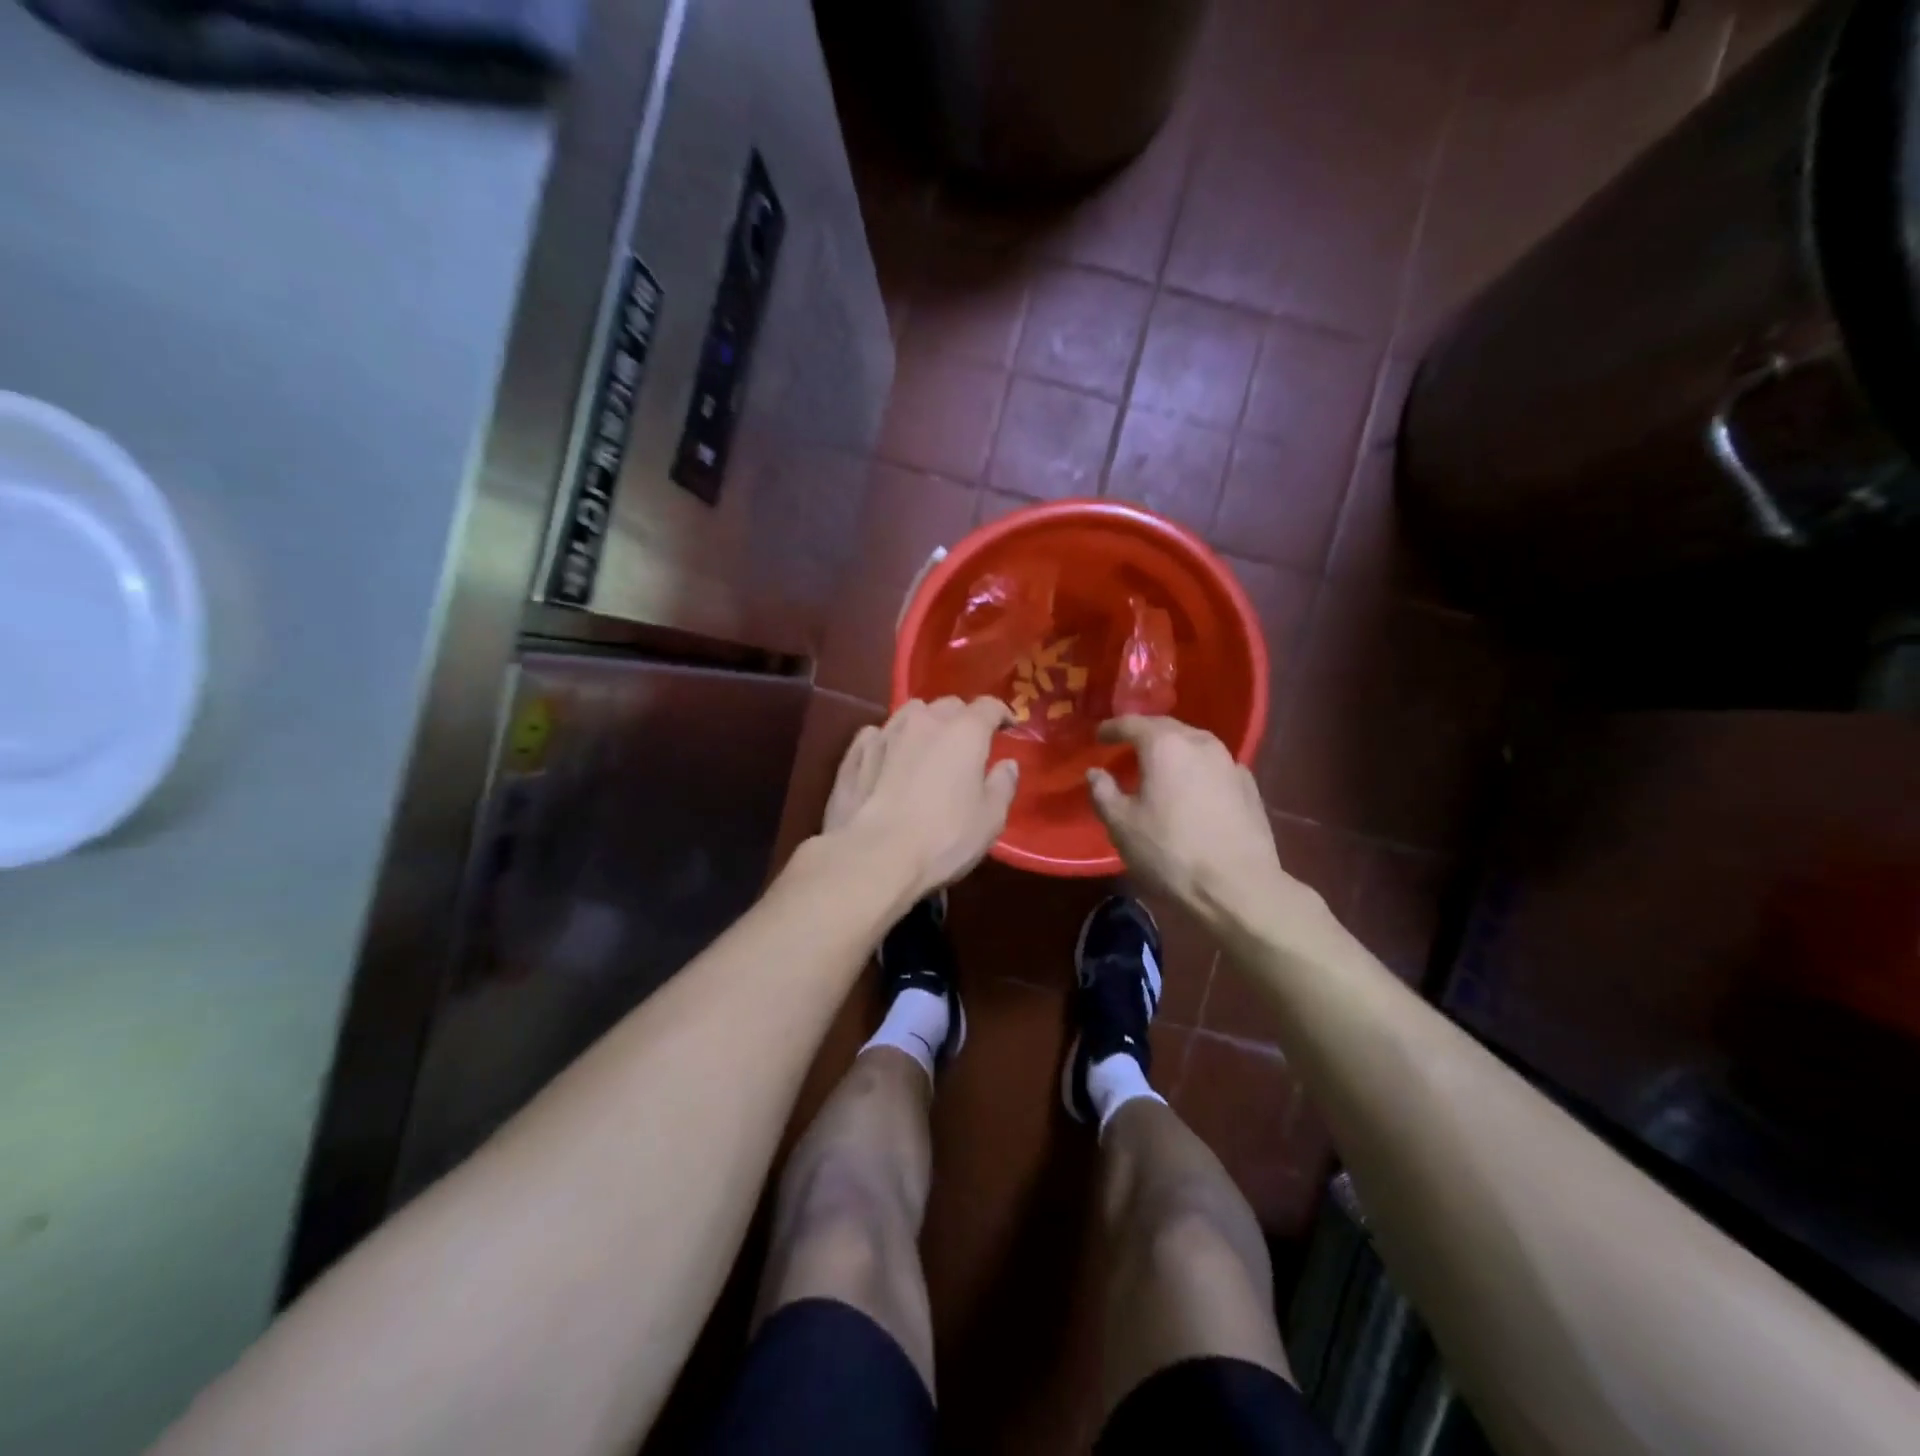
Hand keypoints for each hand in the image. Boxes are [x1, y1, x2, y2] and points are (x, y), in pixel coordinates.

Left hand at [821, 697, 1019, 899]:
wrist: (873, 857)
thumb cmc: (943, 839)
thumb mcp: (990, 820)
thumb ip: (1002, 785)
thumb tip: (1007, 764)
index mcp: (964, 731)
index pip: (988, 706)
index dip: (1001, 714)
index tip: (1008, 727)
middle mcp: (924, 721)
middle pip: (948, 705)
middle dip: (962, 718)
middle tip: (967, 743)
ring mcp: (885, 733)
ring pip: (910, 713)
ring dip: (924, 724)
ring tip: (927, 747)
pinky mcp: (854, 753)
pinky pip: (877, 734)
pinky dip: (889, 741)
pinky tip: (888, 760)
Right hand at [1087, 716, 1295, 927]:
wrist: (1238, 887)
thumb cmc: (1170, 852)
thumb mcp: (1122, 826)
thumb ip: (1103, 792)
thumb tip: (1096, 773)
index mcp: (1166, 745)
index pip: (1132, 723)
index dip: (1112, 728)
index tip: (1099, 736)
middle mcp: (1201, 743)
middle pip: (1167, 727)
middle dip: (1144, 734)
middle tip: (1126, 746)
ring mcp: (1230, 763)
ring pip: (1194, 744)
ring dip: (1173, 750)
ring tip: (1158, 767)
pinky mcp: (1249, 787)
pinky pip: (1214, 766)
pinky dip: (1196, 769)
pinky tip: (1191, 789)